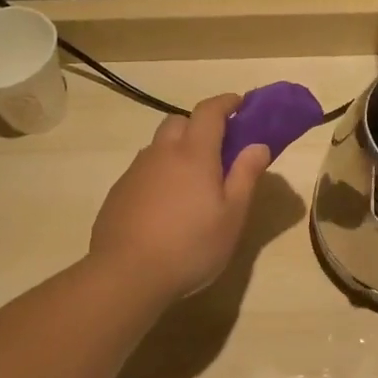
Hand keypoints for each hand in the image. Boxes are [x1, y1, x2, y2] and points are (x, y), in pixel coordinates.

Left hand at [90, 93, 270, 299]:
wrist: (127, 274)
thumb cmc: (191, 246)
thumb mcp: (232, 216)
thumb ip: (246, 175)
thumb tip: (258, 145)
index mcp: (194, 153)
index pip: (209, 111)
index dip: (226, 103)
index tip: (240, 103)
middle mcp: (161, 152)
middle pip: (179, 122)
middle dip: (199, 125)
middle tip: (217, 148)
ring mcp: (135, 171)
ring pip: (159, 146)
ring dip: (177, 150)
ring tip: (191, 182)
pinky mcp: (118, 192)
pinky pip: (144, 170)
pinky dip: (159, 174)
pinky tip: (165, 206)